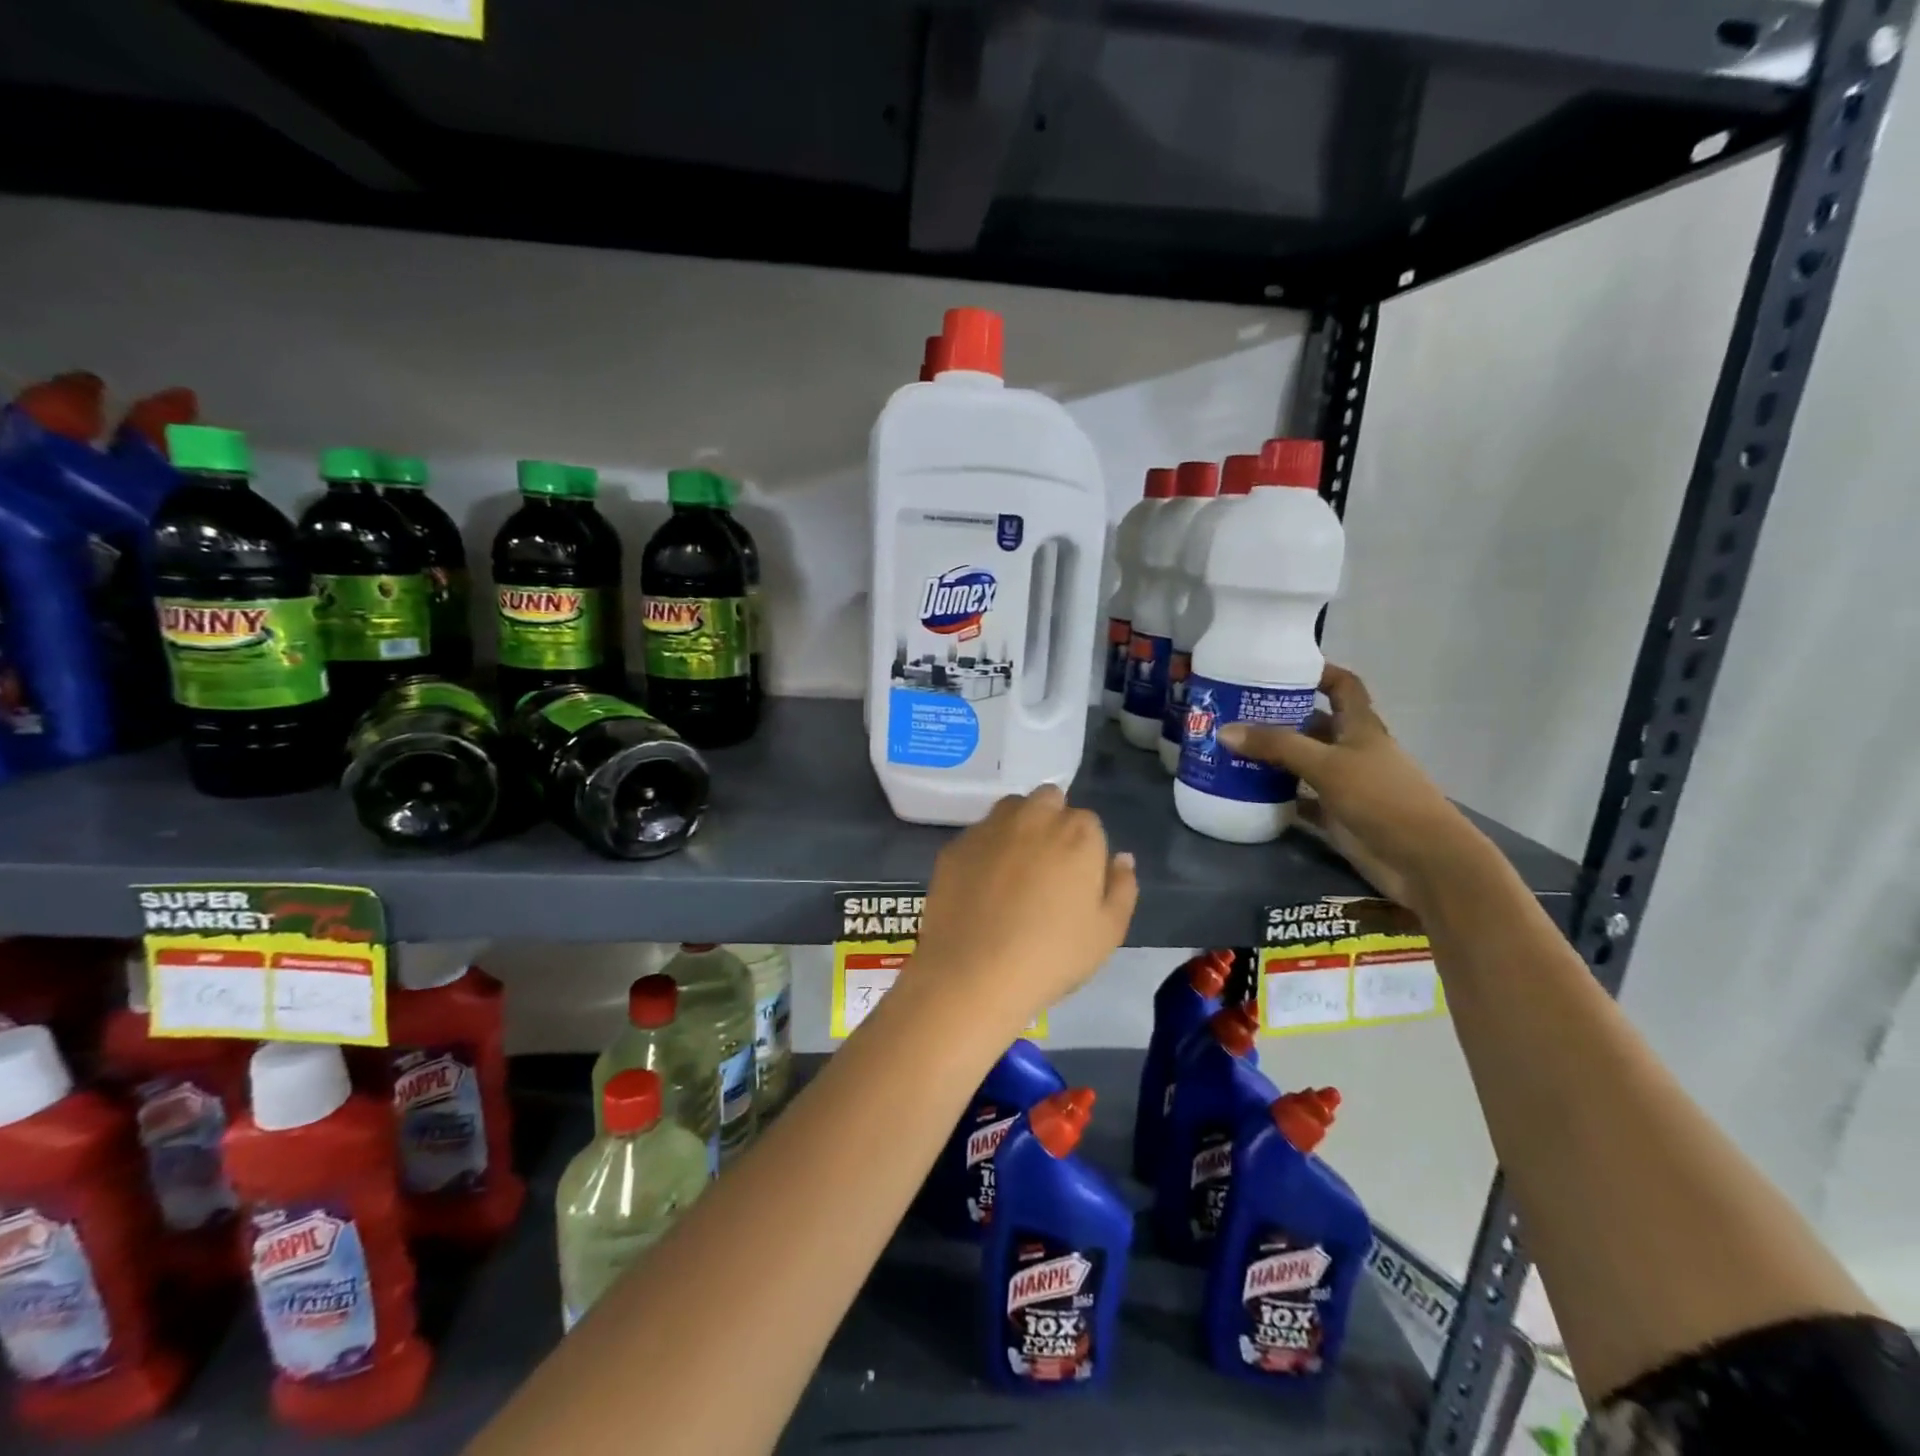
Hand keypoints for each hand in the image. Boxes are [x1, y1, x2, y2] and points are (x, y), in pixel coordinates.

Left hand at [912, 785, 1137, 1032]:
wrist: (974, 973)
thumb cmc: (1052, 955)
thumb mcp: (1108, 932)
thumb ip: (1122, 887)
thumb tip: (1121, 858)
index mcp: (1077, 832)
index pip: (1087, 822)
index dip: (1084, 849)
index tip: (1077, 880)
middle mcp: (1033, 816)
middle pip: (1048, 801)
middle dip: (1051, 821)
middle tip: (1047, 867)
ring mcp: (989, 828)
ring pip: (1010, 810)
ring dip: (1017, 826)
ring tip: (1014, 871)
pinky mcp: (955, 846)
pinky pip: (977, 836)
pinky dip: (984, 851)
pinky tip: (981, 886)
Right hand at [1217, 664, 1484, 909]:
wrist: (1422, 860)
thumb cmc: (1382, 798)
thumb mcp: (1327, 765)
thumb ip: (1277, 746)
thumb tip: (1224, 730)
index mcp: (1360, 727)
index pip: (1342, 686)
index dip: (1318, 672)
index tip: (1279, 669)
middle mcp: (1352, 750)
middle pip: (1313, 724)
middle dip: (1278, 718)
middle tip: (1233, 713)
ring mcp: (1344, 784)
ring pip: (1302, 762)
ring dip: (1272, 758)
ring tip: (1229, 750)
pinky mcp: (1335, 815)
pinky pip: (1299, 799)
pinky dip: (1276, 796)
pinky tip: (1245, 792)